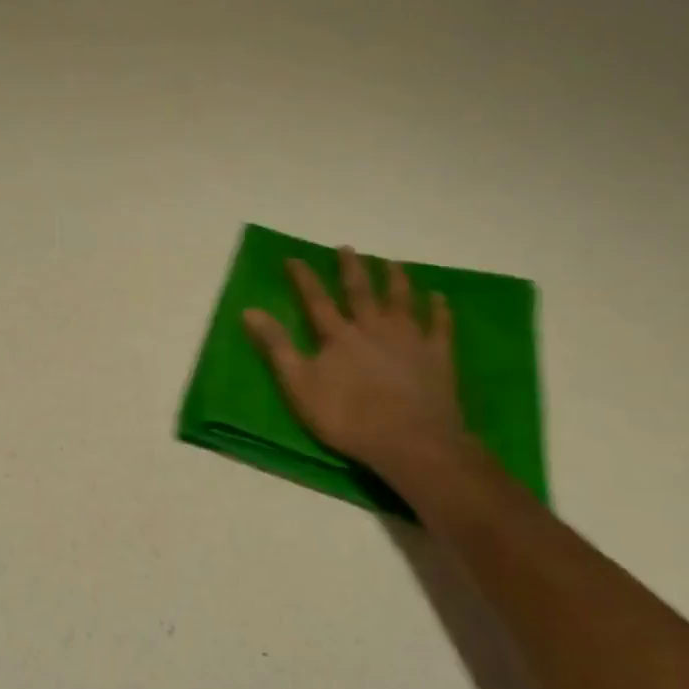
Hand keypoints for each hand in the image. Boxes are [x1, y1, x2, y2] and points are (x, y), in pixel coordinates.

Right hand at [243, 247, 468, 474]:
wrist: (411, 440)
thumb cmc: (349, 417)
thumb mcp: (300, 385)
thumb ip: (276, 347)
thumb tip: (249, 311)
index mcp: (339, 335)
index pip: (316, 299)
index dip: (303, 278)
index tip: (294, 258)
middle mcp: (373, 327)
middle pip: (361, 291)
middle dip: (351, 268)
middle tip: (347, 248)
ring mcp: (409, 338)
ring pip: (401, 300)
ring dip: (395, 279)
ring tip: (392, 263)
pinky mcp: (437, 355)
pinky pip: (439, 325)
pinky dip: (439, 309)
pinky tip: (439, 297)